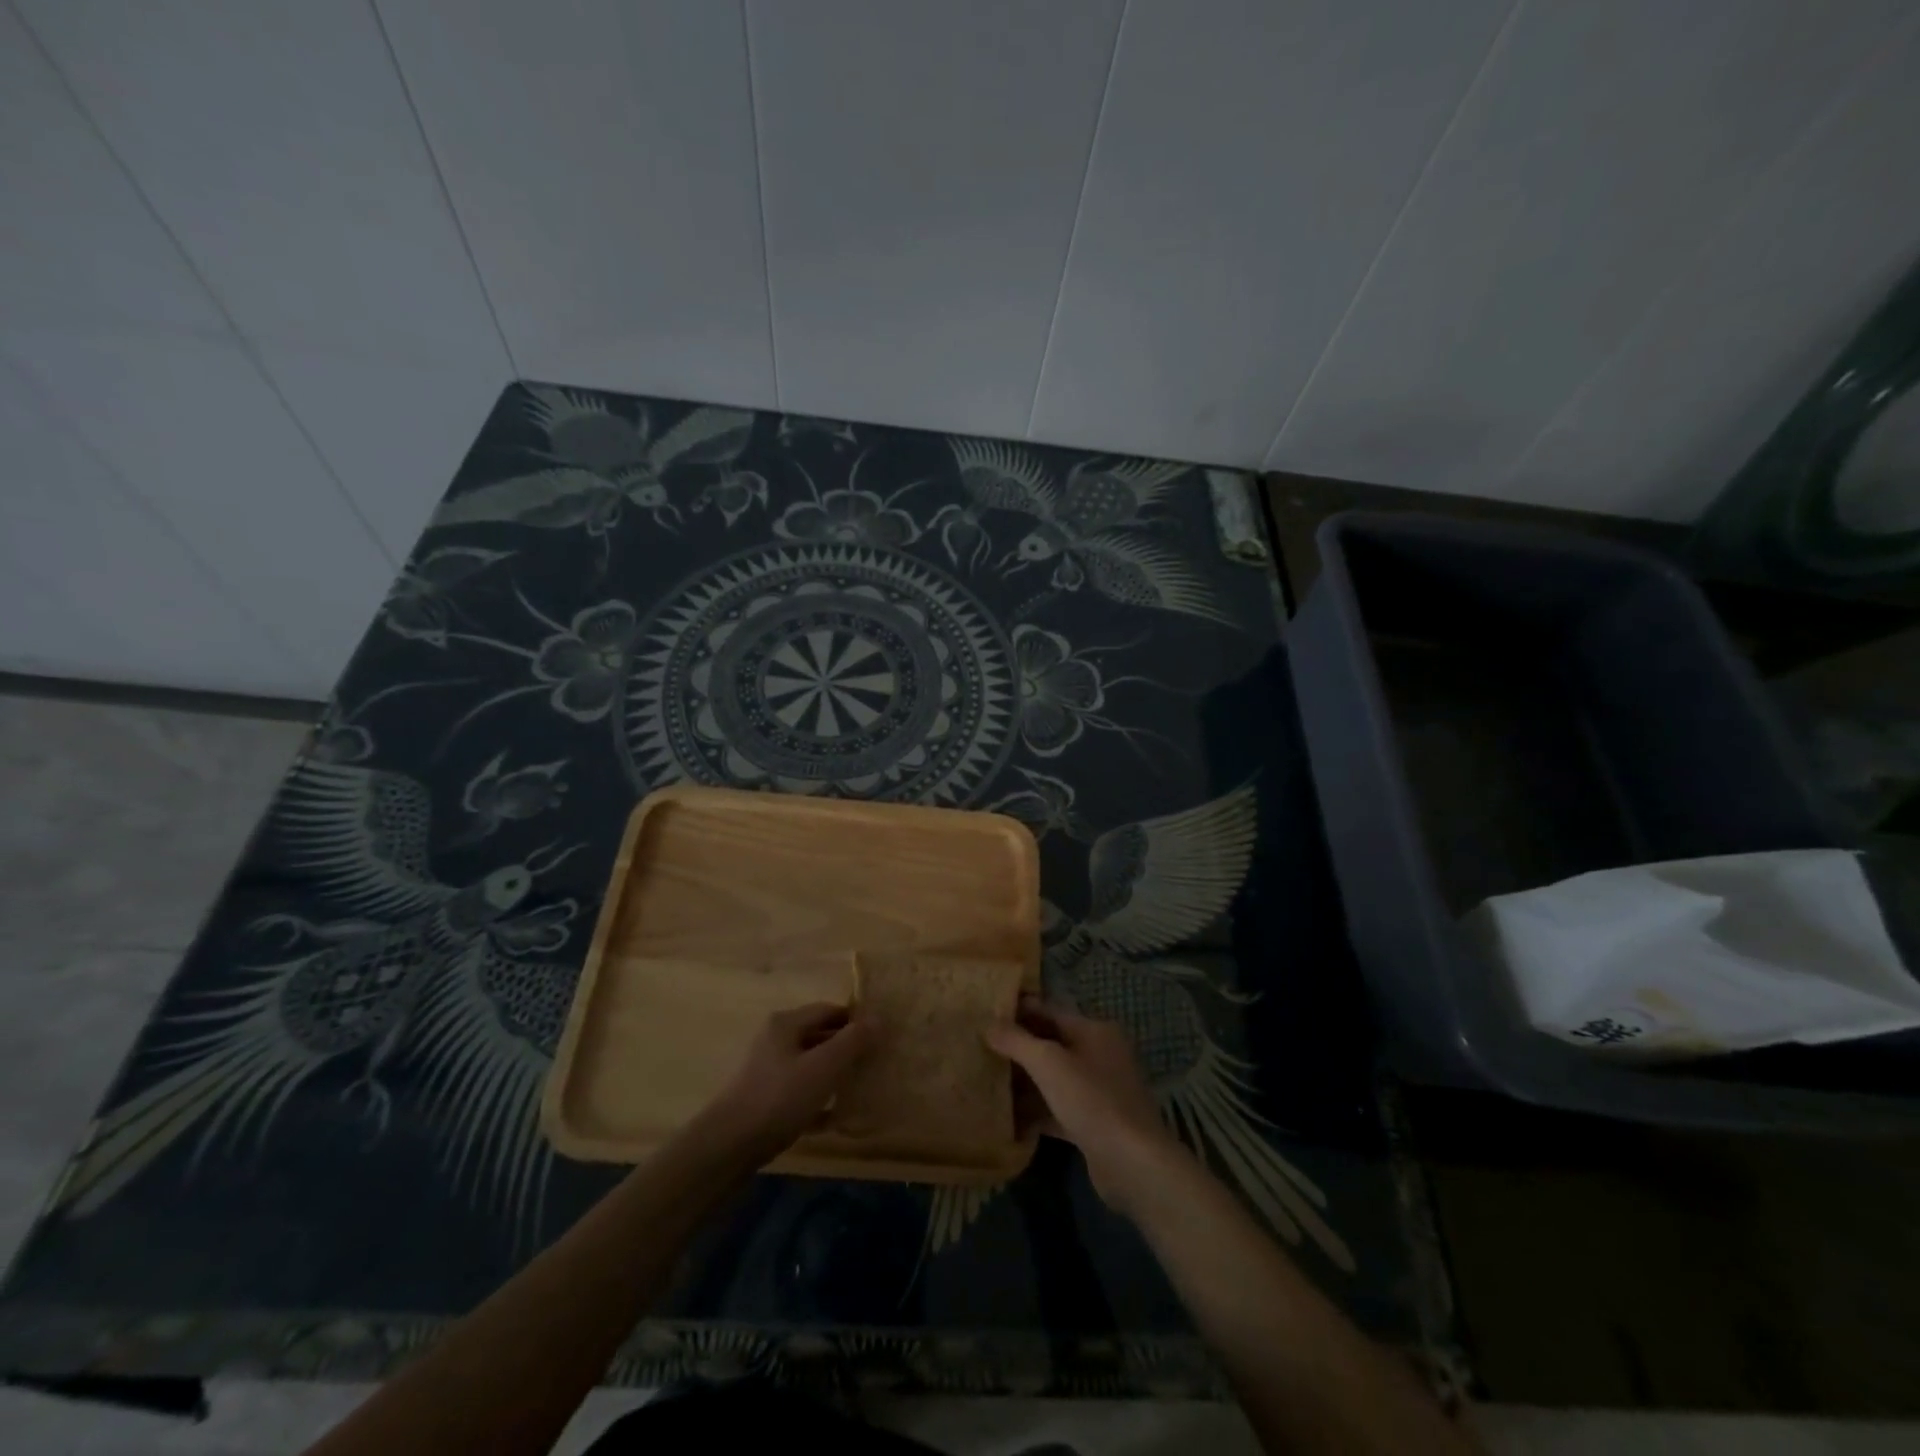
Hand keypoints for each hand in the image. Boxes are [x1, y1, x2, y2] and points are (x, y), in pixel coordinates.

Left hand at [693, 1003, 875, 1169]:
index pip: (829, 1010)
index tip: (881, 1037)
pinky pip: (800, 1094)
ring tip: (861, 1090)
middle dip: (847, 1049)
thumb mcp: (823, 1067)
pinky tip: (836, 1118)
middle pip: (819, 1036)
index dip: (855, 1020)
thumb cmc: (779, 1098)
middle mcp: (775, 1041)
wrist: (728, 1148)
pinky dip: (818, 1101)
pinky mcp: (765, 1102)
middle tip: (875, 1063)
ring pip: (810, 1066)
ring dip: (835, 1076)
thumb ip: (852, 1041)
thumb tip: (879, 1018)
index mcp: (786, 1024)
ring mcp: (768, 1072)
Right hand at [985, 996, 1185, 1216]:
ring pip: (1054, 1078)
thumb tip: (989, 1024)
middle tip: (981, 1045)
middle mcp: (1100, 1055)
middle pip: (1052, 1044)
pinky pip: (1057, 1108)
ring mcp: (1098, 1091)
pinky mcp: (1093, 1123)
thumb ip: (1017, 1041)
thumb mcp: (1049, 1063)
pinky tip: (1007, 1117)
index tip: (987, 1012)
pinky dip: (1036, 1111)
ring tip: (987, 1078)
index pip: (1051, 1011)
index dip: (1019, 1010)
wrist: (1133, 1163)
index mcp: (1095, 1031)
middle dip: (1019, 1046)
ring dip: (1024, 1080)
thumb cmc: (1092, 1100)